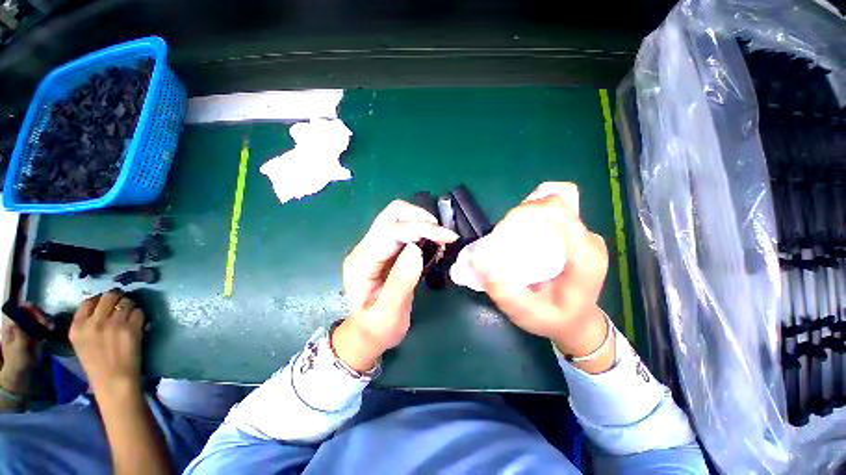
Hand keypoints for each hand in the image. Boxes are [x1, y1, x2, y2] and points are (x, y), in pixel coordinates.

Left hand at [0, 303, 51, 394]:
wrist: (23, 372)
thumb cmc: (18, 360)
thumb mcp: (19, 346)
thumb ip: (21, 331)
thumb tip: (26, 318)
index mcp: (10, 324)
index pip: (19, 309)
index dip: (29, 309)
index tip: (39, 317)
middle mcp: (18, 322)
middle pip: (30, 310)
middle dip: (40, 315)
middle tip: (49, 325)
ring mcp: (28, 327)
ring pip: (38, 315)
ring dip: (46, 319)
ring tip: (52, 328)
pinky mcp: (36, 331)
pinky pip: (43, 322)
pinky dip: (49, 324)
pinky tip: (52, 330)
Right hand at [69, 290, 144, 393]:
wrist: (113, 381)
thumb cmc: (97, 364)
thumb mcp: (82, 342)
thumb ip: (88, 323)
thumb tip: (103, 305)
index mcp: (77, 327)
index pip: (89, 301)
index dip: (101, 300)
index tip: (107, 305)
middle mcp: (94, 322)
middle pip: (110, 295)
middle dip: (118, 298)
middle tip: (122, 306)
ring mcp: (113, 324)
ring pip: (127, 301)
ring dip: (131, 306)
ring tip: (130, 315)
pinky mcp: (131, 328)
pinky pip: (139, 311)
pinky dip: (140, 315)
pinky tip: (138, 324)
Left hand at [336, 200, 458, 370]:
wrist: (368, 332)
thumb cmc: (377, 328)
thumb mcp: (388, 314)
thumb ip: (401, 282)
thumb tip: (416, 249)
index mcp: (361, 263)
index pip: (390, 233)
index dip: (420, 229)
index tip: (447, 237)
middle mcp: (365, 247)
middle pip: (392, 214)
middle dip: (421, 217)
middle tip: (444, 235)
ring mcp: (374, 245)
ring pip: (398, 216)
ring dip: (422, 221)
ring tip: (441, 238)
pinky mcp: (386, 247)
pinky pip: (404, 227)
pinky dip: (421, 228)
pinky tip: (433, 242)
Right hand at [472, 182, 612, 371]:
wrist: (577, 322)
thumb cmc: (554, 320)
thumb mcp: (528, 315)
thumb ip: (506, 293)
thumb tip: (479, 261)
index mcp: (585, 257)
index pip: (558, 211)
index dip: (526, 210)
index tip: (503, 230)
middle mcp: (588, 240)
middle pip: (553, 204)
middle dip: (522, 213)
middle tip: (502, 236)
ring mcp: (583, 234)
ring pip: (552, 204)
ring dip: (526, 213)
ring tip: (509, 235)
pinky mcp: (575, 234)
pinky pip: (553, 211)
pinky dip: (533, 215)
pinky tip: (520, 231)